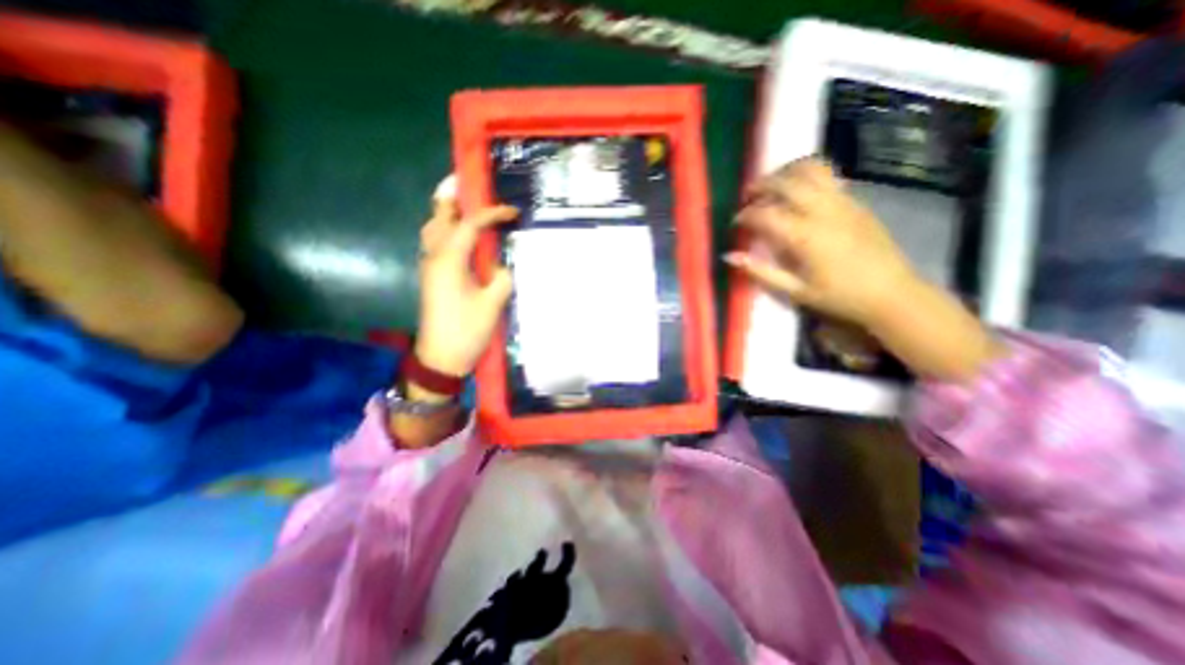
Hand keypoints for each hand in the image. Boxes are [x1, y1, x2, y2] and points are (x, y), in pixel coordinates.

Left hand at [413, 179, 517, 379]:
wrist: (441, 358)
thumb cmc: (467, 330)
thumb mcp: (493, 303)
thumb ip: (502, 277)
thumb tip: (501, 264)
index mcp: (450, 260)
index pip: (469, 224)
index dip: (491, 213)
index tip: (511, 211)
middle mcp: (434, 256)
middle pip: (439, 216)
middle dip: (453, 196)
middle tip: (468, 182)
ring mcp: (429, 266)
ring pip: (432, 227)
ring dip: (446, 211)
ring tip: (463, 202)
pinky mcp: (432, 276)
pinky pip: (435, 241)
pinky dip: (445, 228)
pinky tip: (460, 232)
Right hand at [732, 157, 997, 381]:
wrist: (891, 293)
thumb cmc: (838, 297)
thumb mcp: (794, 291)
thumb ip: (760, 271)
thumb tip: (729, 256)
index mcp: (804, 236)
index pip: (765, 214)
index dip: (745, 215)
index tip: (736, 222)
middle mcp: (822, 210)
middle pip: (785, 182)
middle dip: (761, 185)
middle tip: (747, 197)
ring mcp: (842, 201)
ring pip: (810, 169)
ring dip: (785, 172)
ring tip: (773, 185)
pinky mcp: (856, 201)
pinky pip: (828, 176)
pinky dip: (807, 176)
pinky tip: (799, 191)